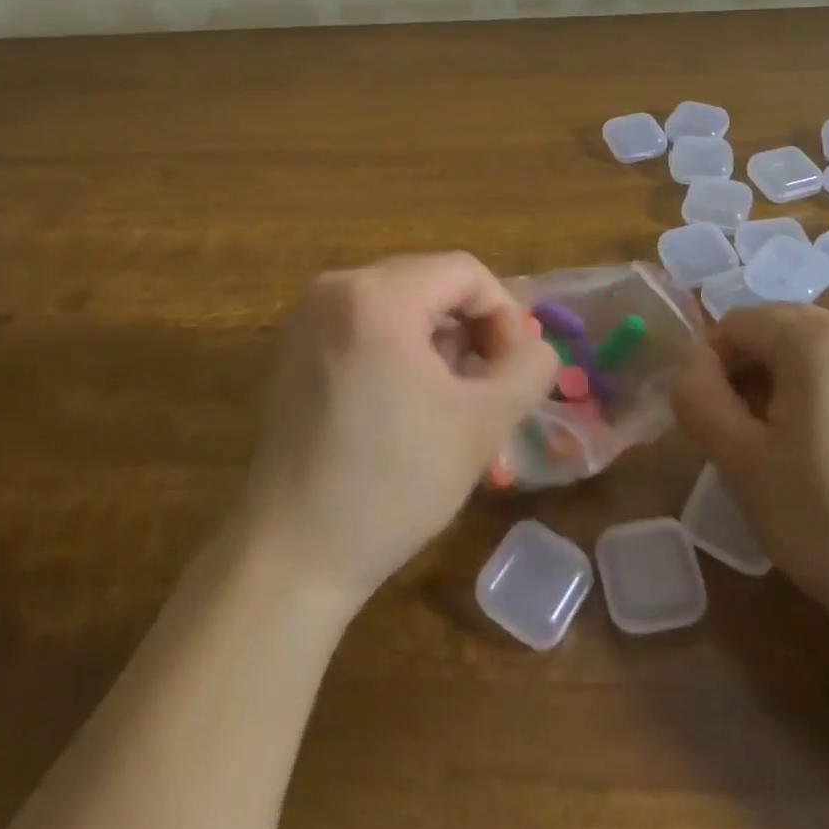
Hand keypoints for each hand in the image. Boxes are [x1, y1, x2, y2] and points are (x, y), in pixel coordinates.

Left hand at [238, 253, 559, 605]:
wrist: (292, 556)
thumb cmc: (392, 484)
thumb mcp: (482, 422)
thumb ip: (528, 368)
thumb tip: (536, 345)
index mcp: (377, 296)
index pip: (465, 272)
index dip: (504, 315)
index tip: (510, 372)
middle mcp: (335, 288)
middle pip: (430, 280)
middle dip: (469, 326)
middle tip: (483, 386)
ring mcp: (307, 316)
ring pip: (400, 300)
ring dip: (436, 338)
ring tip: (446, 398)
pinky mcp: (294, 346)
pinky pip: (365, 320)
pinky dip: (398, 345)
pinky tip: (403, 400)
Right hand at [671, 285, 828, 672]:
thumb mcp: (741, 465)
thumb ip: (699, 399)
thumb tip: (693, 366)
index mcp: (815, 340)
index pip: (741, 322)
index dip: (716, 361)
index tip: (719, 411)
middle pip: (792, 315)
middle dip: (764, 353)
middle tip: (763, 415)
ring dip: (817, 345)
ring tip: (817, 405)